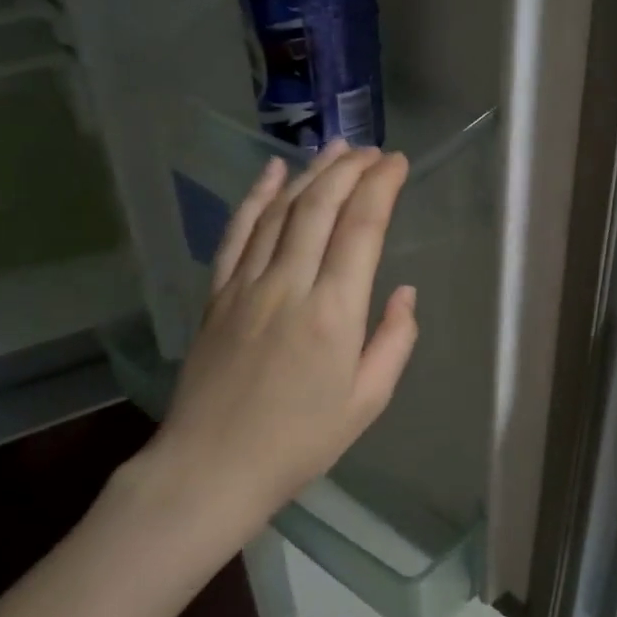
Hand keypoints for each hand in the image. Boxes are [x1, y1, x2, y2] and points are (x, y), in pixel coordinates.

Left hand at [143, 140, 418, 537]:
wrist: (212, 468)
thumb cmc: (301, 441)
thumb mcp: (368, 401)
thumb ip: (394, 341)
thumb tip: (405, 292)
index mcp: (334, 313)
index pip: (362, 229)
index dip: (382, 188)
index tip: (399, 163)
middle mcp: (289, 285)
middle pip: (320, 207)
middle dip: (350, 170)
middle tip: (373, 150)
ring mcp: (246, 285)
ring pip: (281, 212)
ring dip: (311, 174)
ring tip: (336, 148)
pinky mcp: (217, 294)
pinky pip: (238, 233)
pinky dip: (256, 197)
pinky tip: (272, 172)